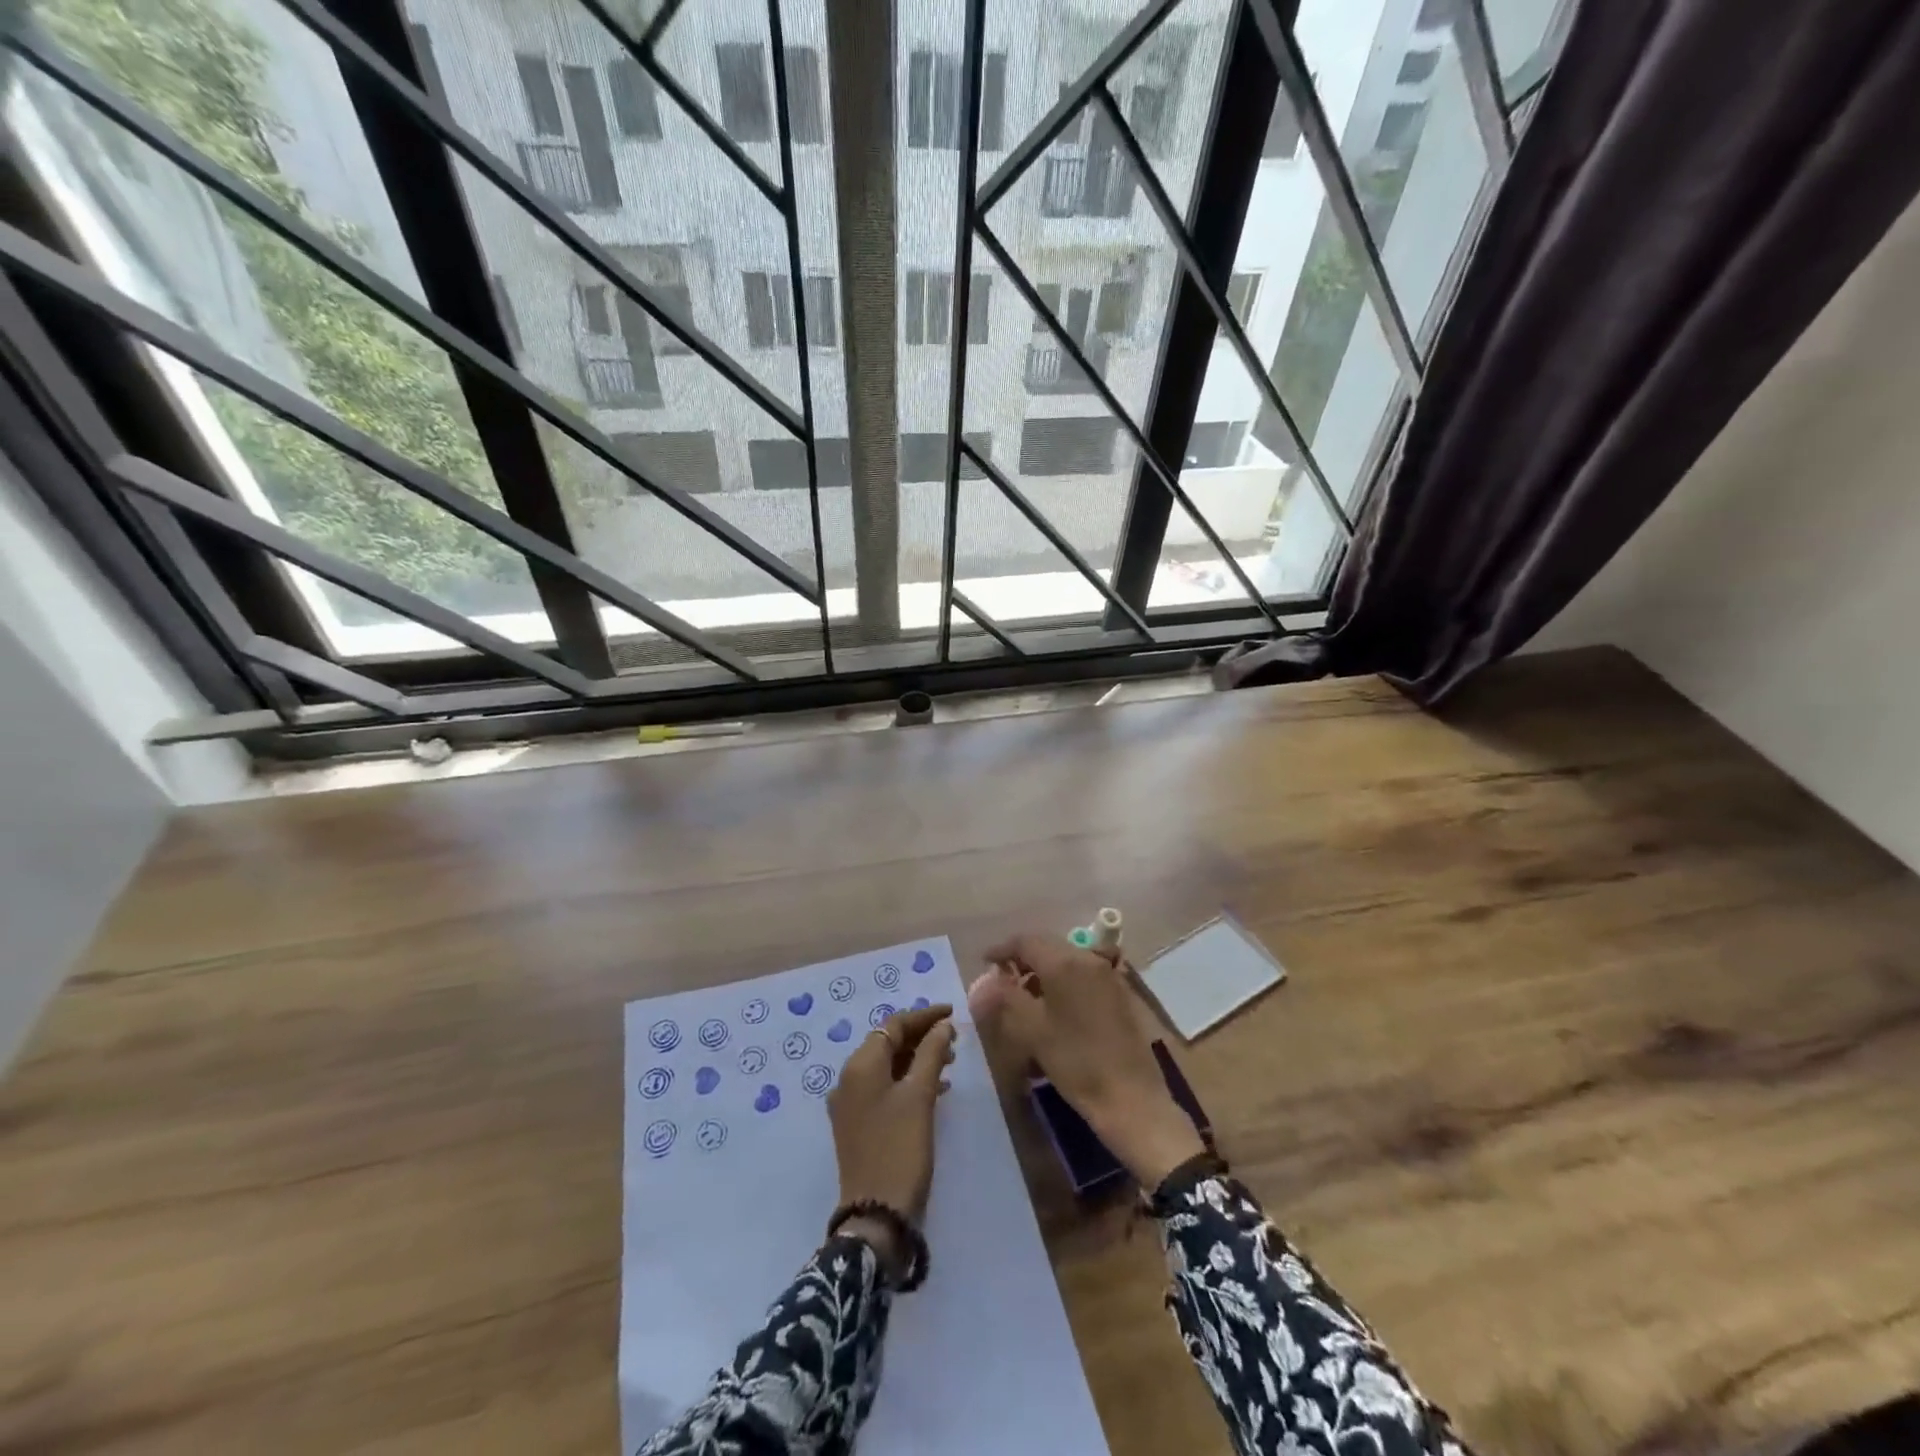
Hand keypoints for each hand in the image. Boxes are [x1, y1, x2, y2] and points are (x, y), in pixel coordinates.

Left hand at [827, 1004, 955, 1273]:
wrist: (876, 1215)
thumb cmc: (900, 1148)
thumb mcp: (920, 1096)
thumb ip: (932, 1053)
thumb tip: (943, 1026)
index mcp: (860, 1065)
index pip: (893, 1025)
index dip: (924, 1016)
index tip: (952, 1013)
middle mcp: (849, 1078)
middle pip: (887, 1043)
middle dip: (921, 1037)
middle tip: (954, 1039)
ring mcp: (850, 1104)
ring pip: (887, 1066)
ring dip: (917, 1058)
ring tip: (950, 1062)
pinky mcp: (857, 1124)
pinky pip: (884, 1088)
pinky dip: (908, 1080)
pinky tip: (935, 1089)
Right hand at [973, 933, 1204, 1188]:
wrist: (1130, 1097)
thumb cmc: (1075, 1061)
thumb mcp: (1032, 1030)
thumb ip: (1005, 998)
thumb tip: (983, 981)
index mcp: (1065, 962)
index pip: (1026, 941)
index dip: (1002, 949)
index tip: (985, 962)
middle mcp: (1088, 959)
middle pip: (1048, 947)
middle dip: (1023, 959)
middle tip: (1003, 980)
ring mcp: (1108, 975)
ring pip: (1067, 961)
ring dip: (1043, 972)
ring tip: (1026, 997)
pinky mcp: (1119, 994)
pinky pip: (1083, 976)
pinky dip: (1063, 982)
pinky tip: (1054, 1008)